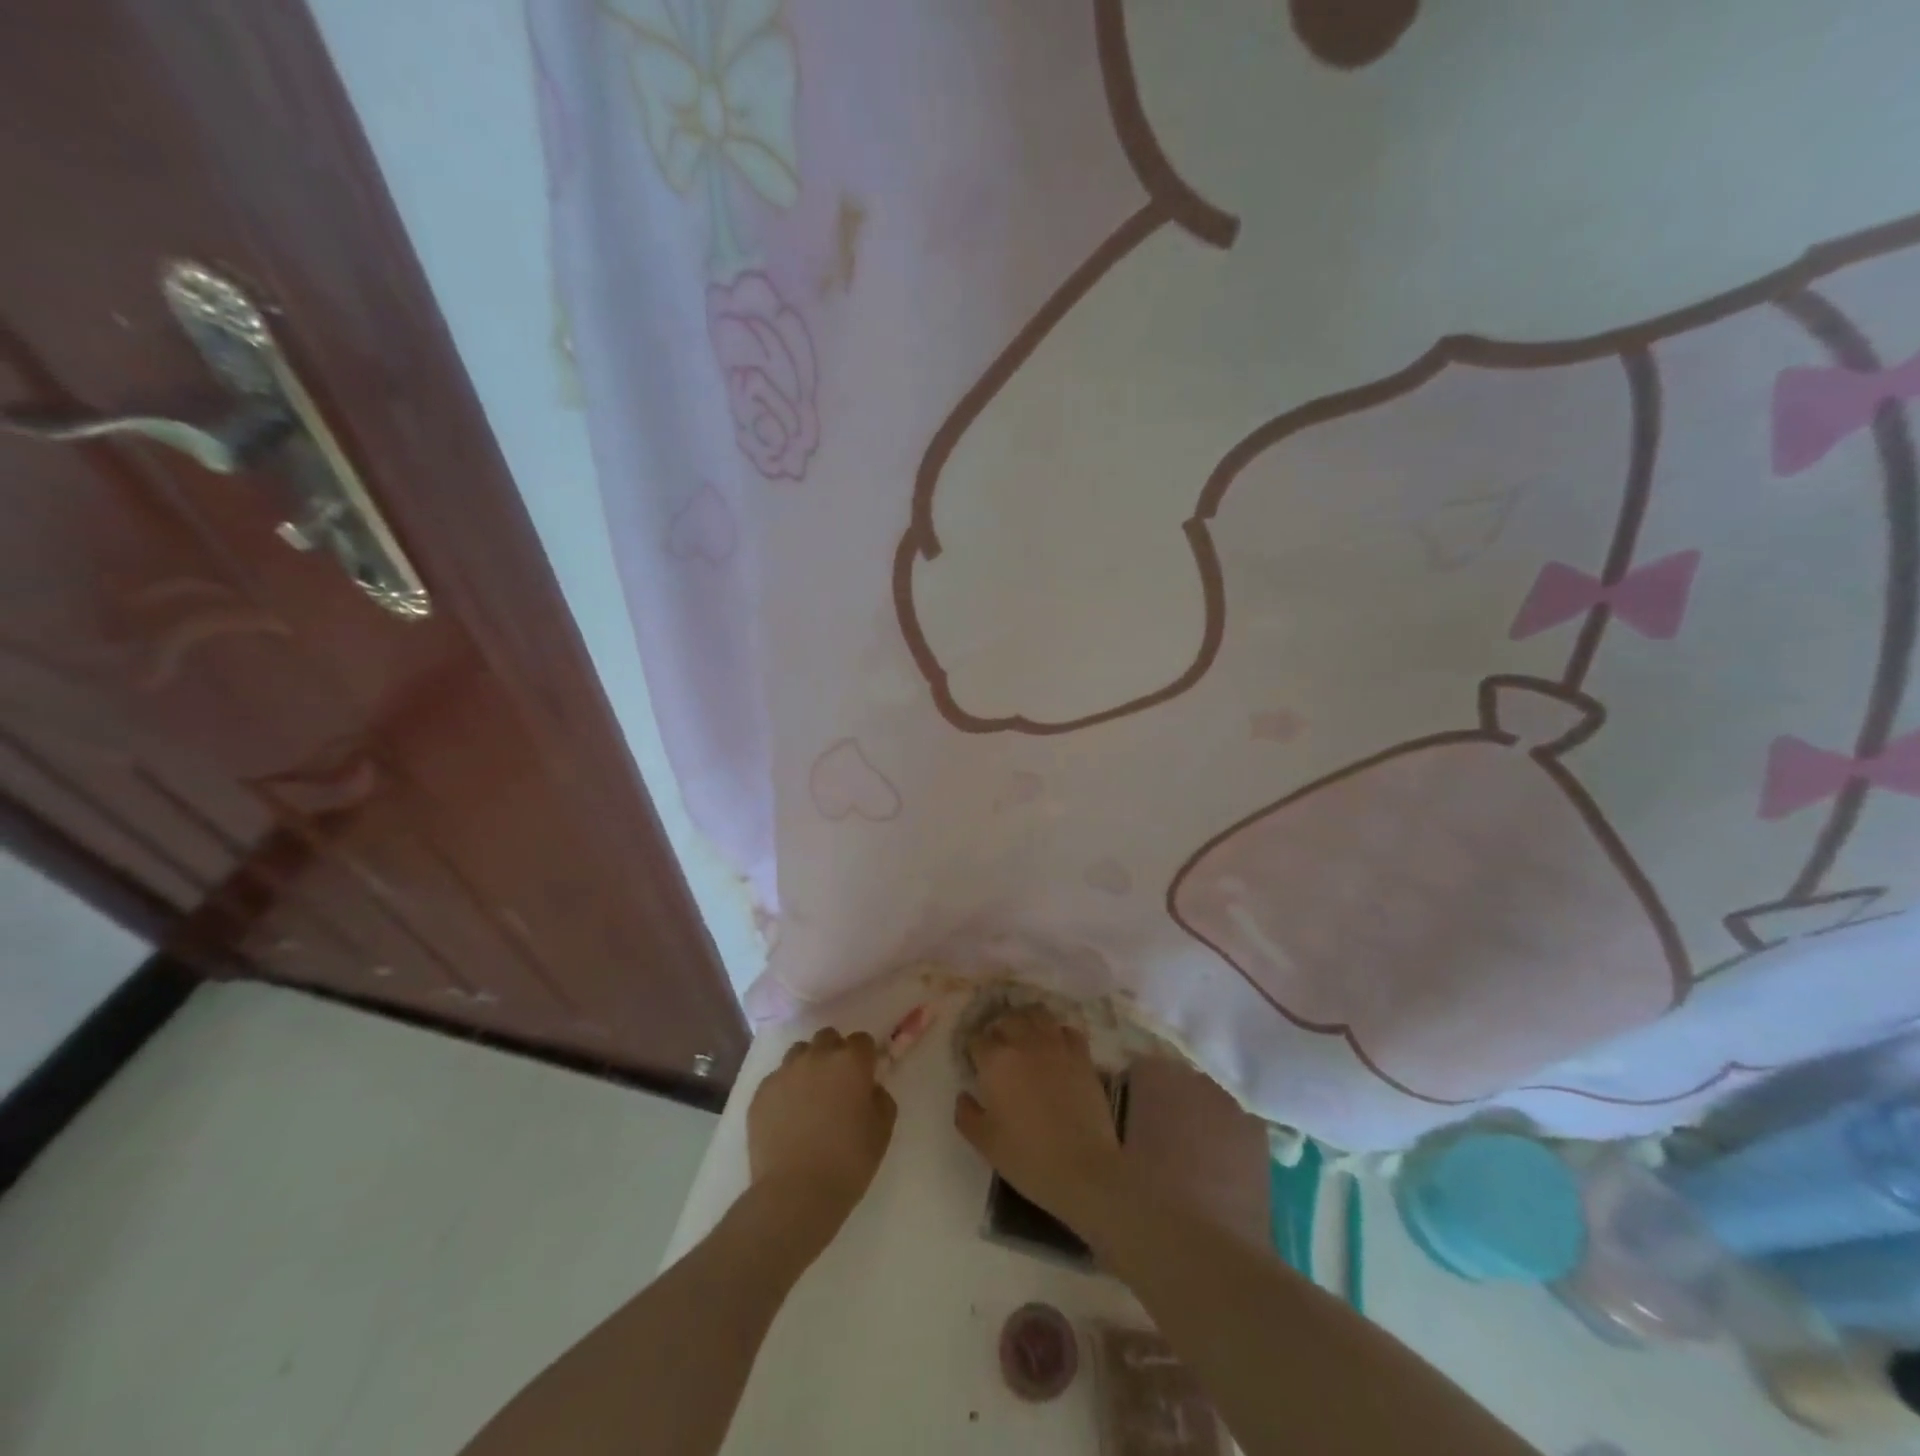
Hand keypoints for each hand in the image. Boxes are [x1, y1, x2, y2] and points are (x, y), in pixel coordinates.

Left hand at [749, 1028, 896, 1254]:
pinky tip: (787, 1116)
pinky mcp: (760, 1093)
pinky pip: (777, 1079)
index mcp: (851, 1062)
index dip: (865, 1057)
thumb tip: (869, 1088)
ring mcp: (785, 1072)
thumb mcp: (882, 1131)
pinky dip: (785, 1089)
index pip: (862, 1040)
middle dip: (834, 1053)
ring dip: (808, 1065)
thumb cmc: (848, 1162)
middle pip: (827, 1038)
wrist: (794, 1194)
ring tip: (809, 1096)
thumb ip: (880, 1098)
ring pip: (799, 1053)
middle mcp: (817, 1057)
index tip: (865, 1076)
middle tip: (837, 1083)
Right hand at [955, 1005, 1127, 1233]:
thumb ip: (966, 1114)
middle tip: (999, 1050)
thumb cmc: (1027, 1158)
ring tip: (1026, 1038)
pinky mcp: (1082, 1055)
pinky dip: (1058, 1034)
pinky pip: (1067, 1030)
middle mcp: (1024, 1043)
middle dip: (999, 1030)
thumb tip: (964, 1095)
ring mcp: (1056, 1045)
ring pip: (1037, 1014)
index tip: (974, 1063)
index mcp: (996, 1061)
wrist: (1083, 1169)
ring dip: (1027, 1021)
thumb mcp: (985, 1143)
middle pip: (1006, 1019)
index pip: (976, 1039)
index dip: (973, 1050)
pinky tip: (1056, 1049)